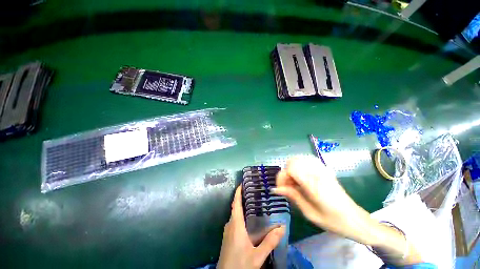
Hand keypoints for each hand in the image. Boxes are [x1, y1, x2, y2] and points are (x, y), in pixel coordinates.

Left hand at [217, 186, 285, 268]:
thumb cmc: (240, 265)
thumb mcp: (257, 255)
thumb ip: (270, 242)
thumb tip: (282, 228)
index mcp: (236, 224)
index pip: (236, 203)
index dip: (238, 192)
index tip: (242, 183)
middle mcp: (230, 225)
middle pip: (235, 207)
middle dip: (242, 198)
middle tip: (253, 193)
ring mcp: (228, 231)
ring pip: (235, 215)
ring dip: (242, 208)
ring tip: (253, 204)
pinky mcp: (228, 237)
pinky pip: (234, 222)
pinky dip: (241, 216)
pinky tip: (249, 222)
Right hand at [273, 156, 378, 244]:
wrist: (355, 219)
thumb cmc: (333, 221)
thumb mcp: (309, 213)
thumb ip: (292, 196)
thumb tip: (276, 189)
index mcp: (314, 184)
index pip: (291, 169)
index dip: (282, 177)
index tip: (280, 189)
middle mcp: (318, 172)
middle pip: (293, 160)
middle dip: (286, 172)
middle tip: (287, 186)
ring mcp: (322, 169)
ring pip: (299, 159)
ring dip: (291, 169)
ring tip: (294, 183)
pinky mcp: (325, 169)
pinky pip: (306, 161)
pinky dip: (299, 167)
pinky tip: (301, 178)